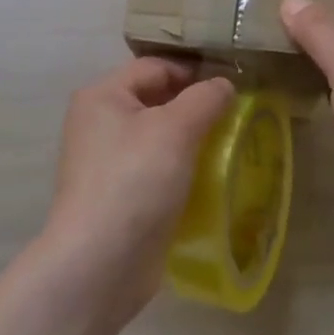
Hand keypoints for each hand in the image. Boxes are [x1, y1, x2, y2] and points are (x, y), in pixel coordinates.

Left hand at [42, 59, 234, 320]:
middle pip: (156, 99)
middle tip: (235, 116)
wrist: (99, 267)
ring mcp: (106, 162)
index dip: (194, 71)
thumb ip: (205, 98)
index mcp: (102, 95)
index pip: (156, 67)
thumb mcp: (176, 129)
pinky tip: (209, 178)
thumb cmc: (135, 181)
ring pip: (158, 136)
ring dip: (191, 140)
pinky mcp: (118, 196)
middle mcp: (98, 122)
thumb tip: (224, 85)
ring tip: (228, 146)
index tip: (232, 86)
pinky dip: (181, 169)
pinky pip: (156, 169)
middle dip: (194, 106)